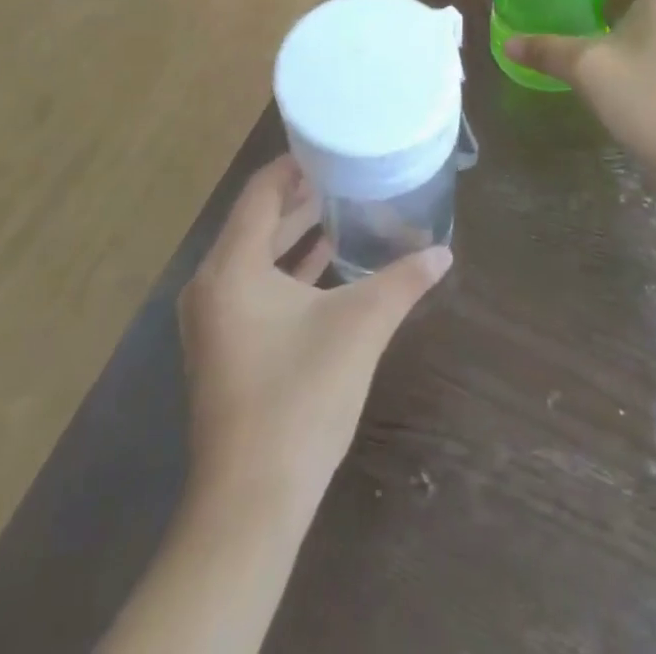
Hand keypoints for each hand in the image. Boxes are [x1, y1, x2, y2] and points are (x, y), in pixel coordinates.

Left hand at [179, 157, 451, 518]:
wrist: (251, 505)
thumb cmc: (300, 399)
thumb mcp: (359, 328)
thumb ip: (402, 282)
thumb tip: (442, 252)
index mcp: (231, 267)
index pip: (261, 192)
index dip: (294, 165)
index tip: (332, 149)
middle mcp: (212, 284)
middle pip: (256, 220)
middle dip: (299, 197)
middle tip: (345, 174)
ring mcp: (213, 319)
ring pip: (254, 256)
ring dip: (294, 233)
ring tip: (340, 209)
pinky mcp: (223, 347)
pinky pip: (253, 287)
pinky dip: (286, 269)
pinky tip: (325, 263)